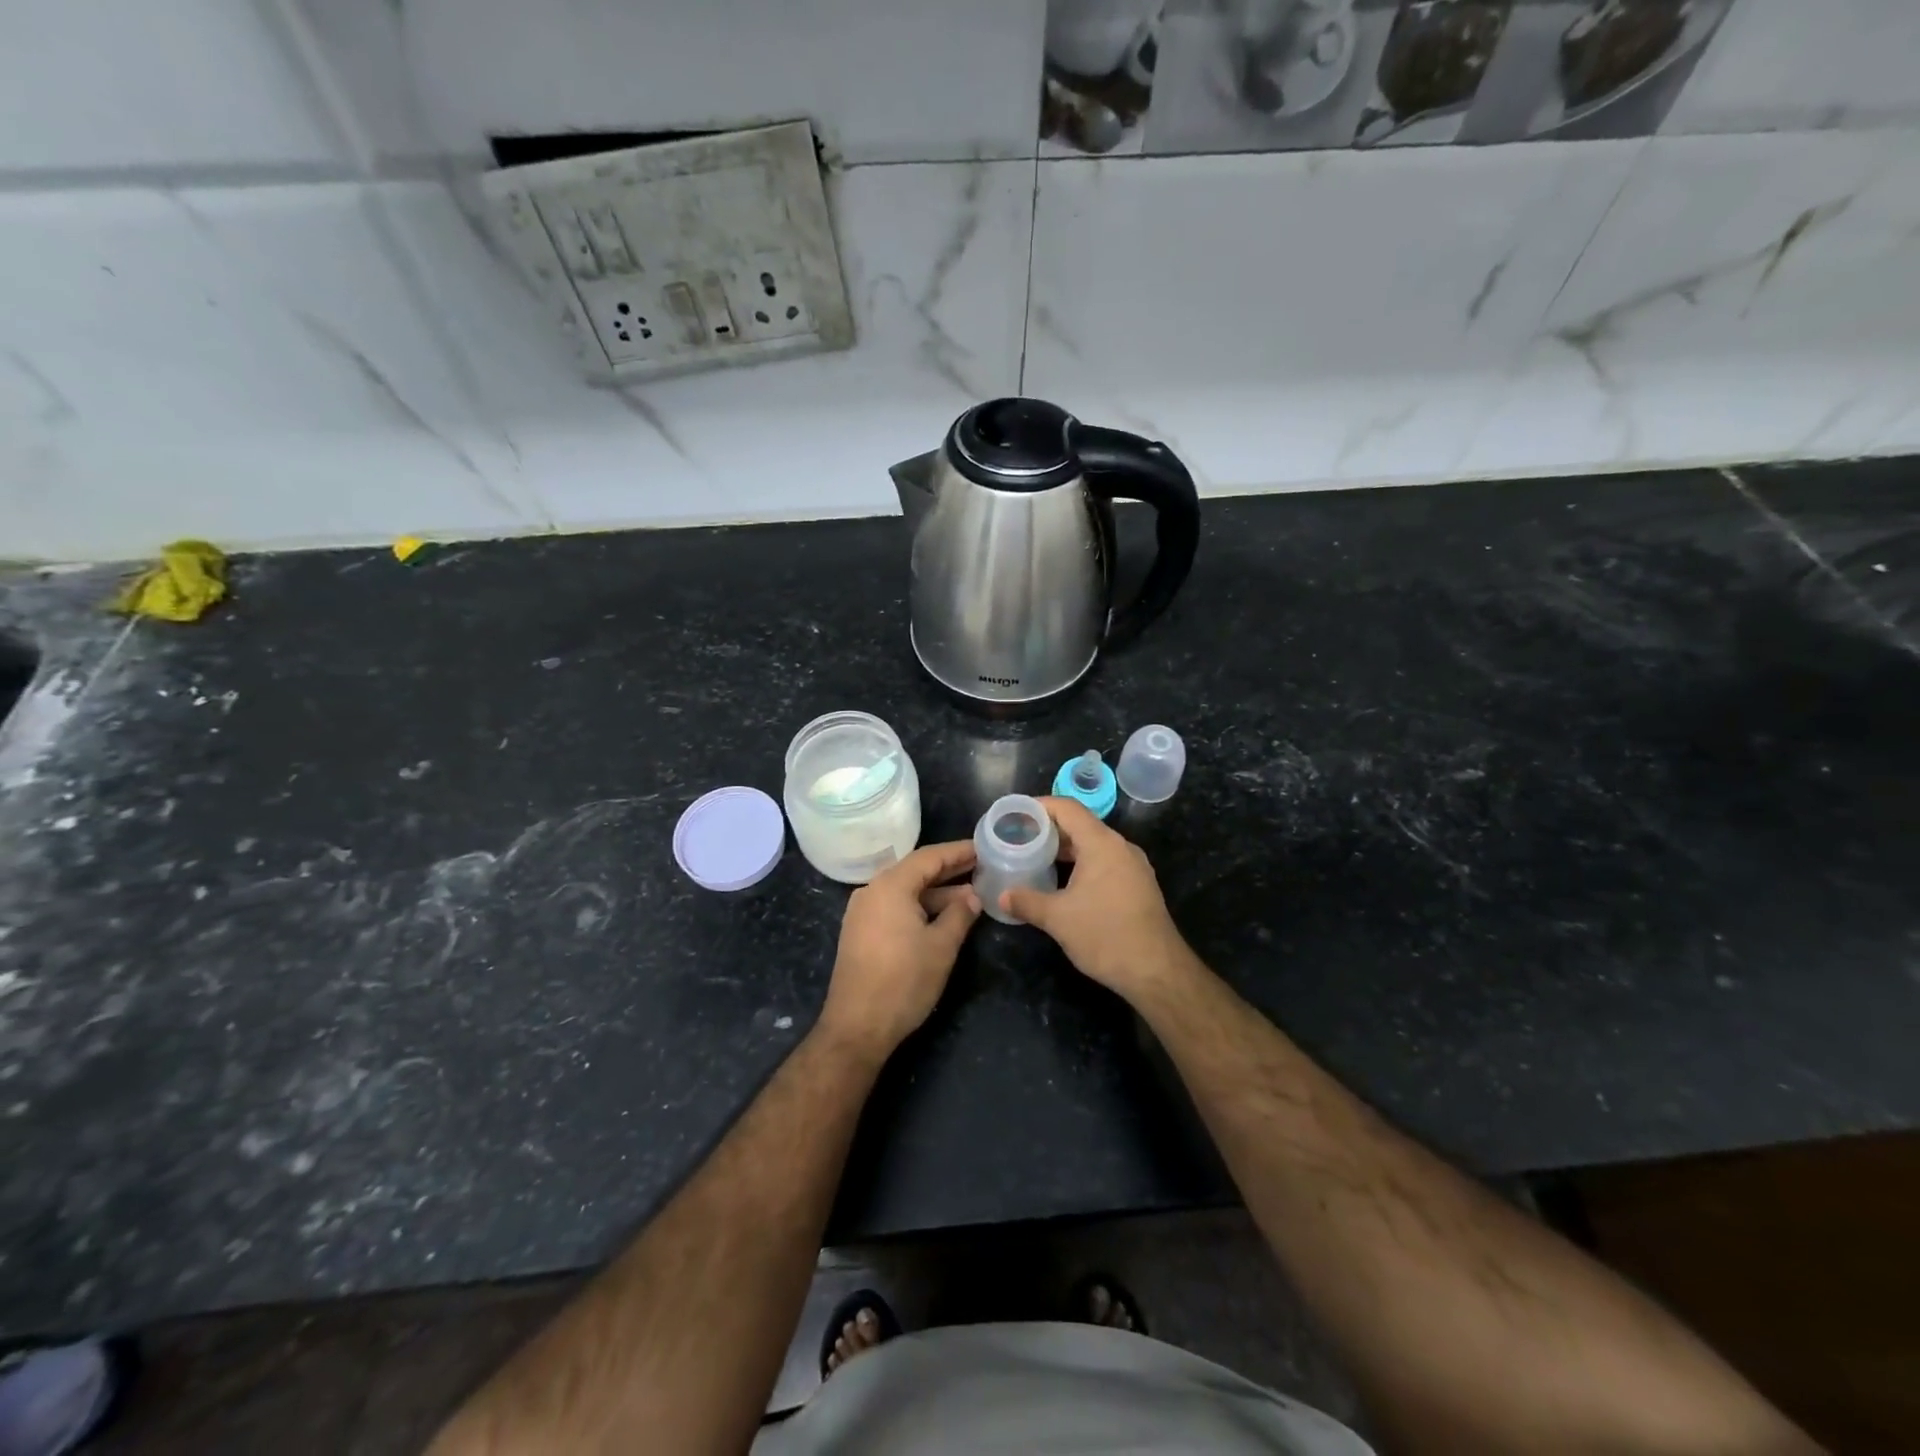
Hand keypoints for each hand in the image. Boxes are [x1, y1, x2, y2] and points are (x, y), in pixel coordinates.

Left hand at [817, 841, 981, 1059]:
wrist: (857, 1027)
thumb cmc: (903, 982)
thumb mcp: (941, 947)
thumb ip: (960, 915)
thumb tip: (972, 897)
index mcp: (890, 886)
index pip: (929, 857)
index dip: (958, 852)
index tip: (983, 848)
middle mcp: (872, 891)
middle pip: (915, 872)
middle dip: (949, 871)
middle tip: (982, 867)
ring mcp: (863, 913)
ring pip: (905, 892)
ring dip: (936, 893)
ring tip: (971, 897)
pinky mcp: (860, 933)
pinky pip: (894, 908)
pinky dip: (919, 907)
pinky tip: (942, 917)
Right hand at [1002, 798, 1193, 1002]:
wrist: (1157, 971)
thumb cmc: (1105, 935)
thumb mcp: (1058, 918)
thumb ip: (1027, 902)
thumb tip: (1002, 897)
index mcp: (1101, 844)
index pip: (1067, 808)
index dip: (1039, 807)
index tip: (1015, 816)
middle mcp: (1120, 847)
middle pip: (1080, 825)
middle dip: (1049, 830)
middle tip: (1019, 840)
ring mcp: (1133, 866)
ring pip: (1093, 845)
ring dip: (1065, 850)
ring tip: (1035, 859)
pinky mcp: (1138, 885)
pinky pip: (1105, 862)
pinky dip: (1081, 864)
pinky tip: (1063, 883)